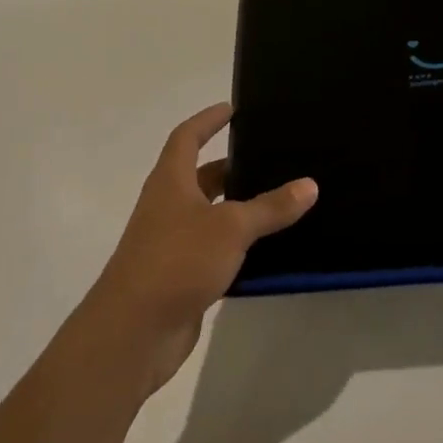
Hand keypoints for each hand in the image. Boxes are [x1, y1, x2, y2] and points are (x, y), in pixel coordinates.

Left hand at [83, 103, 317, 396]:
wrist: (133, 333)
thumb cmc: (177, 261)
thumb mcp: (231, 227)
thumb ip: (271, 207)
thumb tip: (309, 184)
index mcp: (171, 182)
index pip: (187, 137)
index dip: (208, 120)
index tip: (233, 109)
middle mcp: (169, 207)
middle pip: (202, 177)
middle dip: (234, 168)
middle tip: (273, 160)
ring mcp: (173, 244)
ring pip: (212, 216)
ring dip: (240, 209)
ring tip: (282, 201)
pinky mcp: (182, 277)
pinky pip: (216, 250)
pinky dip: (240, 246)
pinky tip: (270, 250)